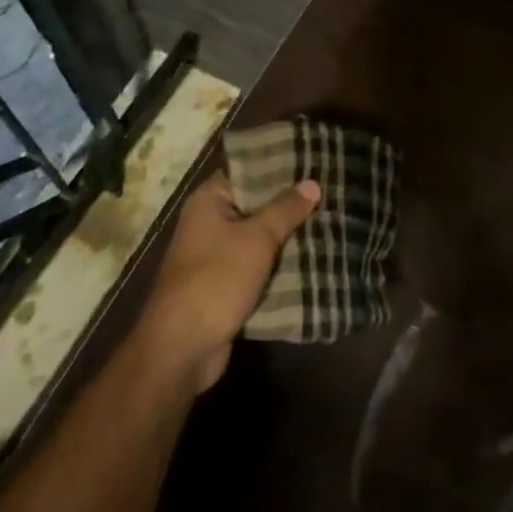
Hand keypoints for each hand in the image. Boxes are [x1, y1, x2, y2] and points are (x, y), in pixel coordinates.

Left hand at [137, 171, 320, 392]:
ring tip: (330, 220)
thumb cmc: (216, 279)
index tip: (314, 163)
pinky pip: (258, 265)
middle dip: (290, 205)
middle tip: (330, 192)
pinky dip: (279, 263)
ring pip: (260, 237)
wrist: (182, 349)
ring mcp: (216, 255)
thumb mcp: (257, 239)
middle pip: (256, 205)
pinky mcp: (225, 284)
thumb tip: (312, 183)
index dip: (280, 168)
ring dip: (288, 236)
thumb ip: (285, 210)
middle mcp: (209, 222)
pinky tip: (314, 256)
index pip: (249, 172)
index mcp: (209, 200)